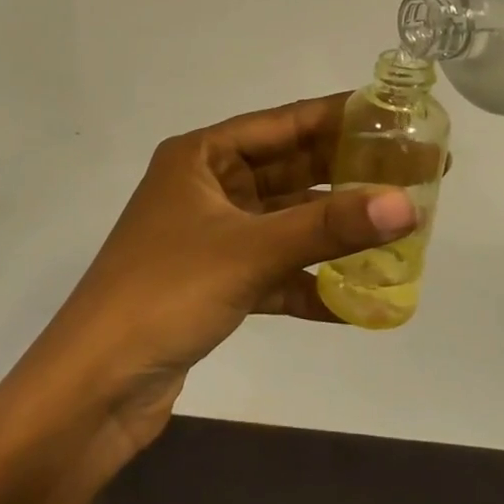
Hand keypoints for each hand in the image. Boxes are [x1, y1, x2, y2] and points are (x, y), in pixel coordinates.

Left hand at [23, 95, 416, 461]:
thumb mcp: (250, 250)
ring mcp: (211, 237)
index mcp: (202, 156)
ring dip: (334, 230)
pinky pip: (274, 271)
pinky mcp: (215, 284)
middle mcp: (207, 186)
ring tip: (399, 226)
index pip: (283, 124)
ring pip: (286, 222)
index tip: (392, 113)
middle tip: (411, 171)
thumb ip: (329, 227)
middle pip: (289, 172)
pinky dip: (310, 282)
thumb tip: (406, 204)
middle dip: (346, 175)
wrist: (92, 390)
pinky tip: (358, 300)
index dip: (338, 117)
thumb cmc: (165, 292)